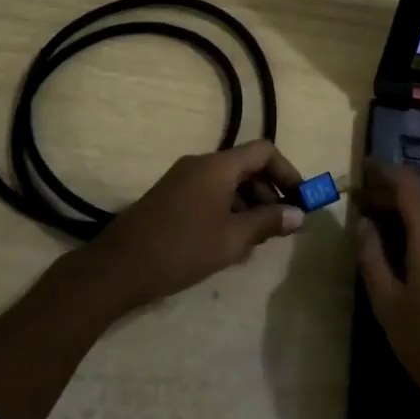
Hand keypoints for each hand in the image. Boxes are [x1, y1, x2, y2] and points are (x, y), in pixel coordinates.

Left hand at [85, 141, 304, 311]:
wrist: (118, 267)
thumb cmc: (181, 250)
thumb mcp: (232, 239)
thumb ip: (267, 223)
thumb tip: (298, 214)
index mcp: (217, 166)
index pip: (263, 151)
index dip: (287, 172)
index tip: (301, 200)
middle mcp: (200, 164)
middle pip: (246, 166)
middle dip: (269, 192)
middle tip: (282, 225)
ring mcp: (182, 179)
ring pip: (227, 182)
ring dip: (248, 204)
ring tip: (257, 240)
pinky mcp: (170, 196)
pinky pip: (209, 192)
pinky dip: (227, 209)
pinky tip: (229, 242)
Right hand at [355, 161, 419, 418]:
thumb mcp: (387, 301)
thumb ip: (372, 257)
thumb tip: (364, 224)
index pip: (410, 185)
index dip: (386, 172)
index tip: (363, 170)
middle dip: (397, 189)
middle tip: (367, 201)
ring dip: (414, 206)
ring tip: (384, 221)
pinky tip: (409, 247)